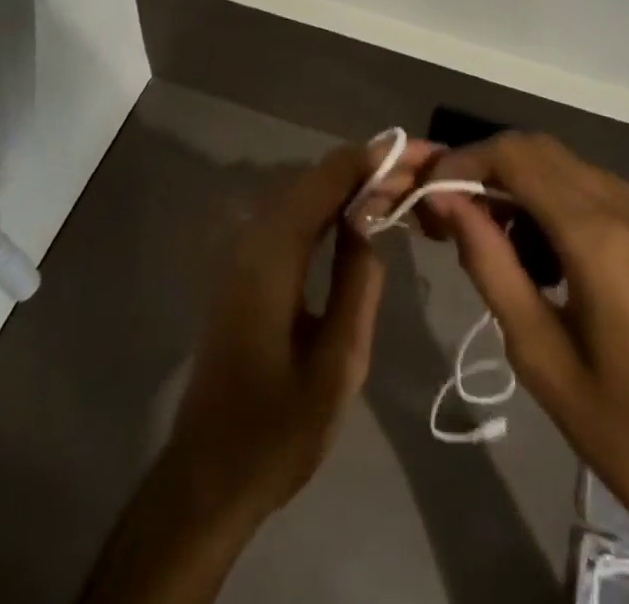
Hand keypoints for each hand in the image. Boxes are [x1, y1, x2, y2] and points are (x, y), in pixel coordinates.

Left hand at [166, 140, 420, 518]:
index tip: (419, 153)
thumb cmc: (278, 429)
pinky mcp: (242, 268)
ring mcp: (242, 252)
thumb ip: (358, 283)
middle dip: (367, 168)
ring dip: (348, 184)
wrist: (209, 475)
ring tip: (398, 188)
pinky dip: (327, 205)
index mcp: (274, 255)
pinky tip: (356, 217)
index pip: (327, 179)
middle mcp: (252, 238)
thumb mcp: (339, 363)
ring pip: (301, 193)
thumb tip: (371, 221)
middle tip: (419, 173)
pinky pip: (290, 216)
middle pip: (314, 178)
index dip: (373, 159)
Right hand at [422, 134, 628, 603]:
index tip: (432, 190)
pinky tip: (555, 259)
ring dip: (528, 188)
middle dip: (492, 170)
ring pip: (574, 170)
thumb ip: (490, 265)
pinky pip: (607, 194)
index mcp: (603, 240)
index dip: (466, 161)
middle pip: (544, 152)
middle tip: (456, 215)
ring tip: (504, 247)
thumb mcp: (541, 358)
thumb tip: (448, 201)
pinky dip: (566, 205)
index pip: (518, 157)